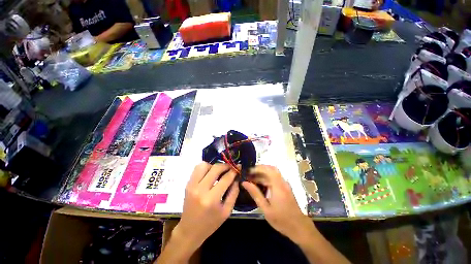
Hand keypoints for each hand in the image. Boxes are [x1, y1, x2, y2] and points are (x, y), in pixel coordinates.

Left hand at [174, 162, 238, 252]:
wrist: (189, 230)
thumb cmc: (210, 223)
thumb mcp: (227, 211)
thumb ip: (234, 193)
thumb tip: (236, 178)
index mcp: (212, 199)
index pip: (225, 178)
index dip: (234, 171)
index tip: (238, 167)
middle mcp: (200, 190)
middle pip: (215, 168)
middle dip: (225, 165)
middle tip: (230, 167)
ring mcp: (192, 185)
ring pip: (204, 165)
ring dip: (213, 166)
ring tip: (218, 172)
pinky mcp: (188, 184)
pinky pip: (197, 169)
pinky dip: (205, 168)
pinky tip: (210, 174)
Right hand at [242, 165, 315, 243]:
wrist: (299, 227)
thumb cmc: (281, 219)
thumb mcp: (265, 208)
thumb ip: (255, 194)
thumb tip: (245, 183)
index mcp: (278, 186)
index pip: (268, 170)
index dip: (258, 168)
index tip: (249, 172)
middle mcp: (282, 182)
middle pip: (271, 169)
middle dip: (259, 169)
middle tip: (250, 174)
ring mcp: (285, 184)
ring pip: (273, 173)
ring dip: (262, 174)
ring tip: (252, 179)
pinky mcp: (285, 187)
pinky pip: (275, 178)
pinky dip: (267, 178)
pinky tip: (260, 184)